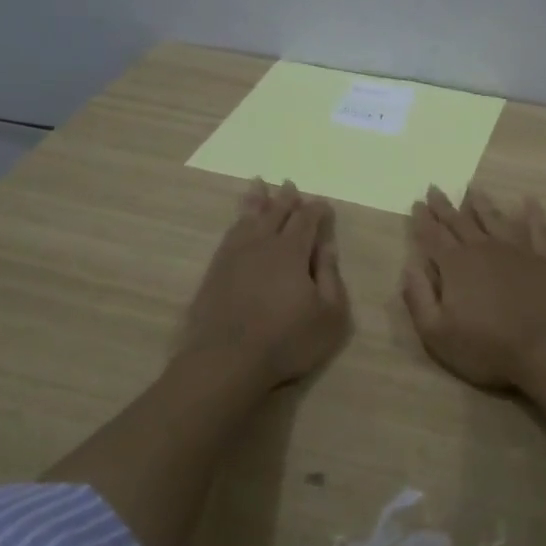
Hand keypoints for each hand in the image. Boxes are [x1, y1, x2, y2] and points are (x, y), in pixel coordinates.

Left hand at [183, 179, 350, 389]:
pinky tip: (238, 223)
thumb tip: (328, 244)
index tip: (324, 205)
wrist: (226, 360)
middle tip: (290, 185)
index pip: (307, 220)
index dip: (317, 210)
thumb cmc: (287, 340)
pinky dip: (237, 222)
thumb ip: (331, 276)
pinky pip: (229, 235)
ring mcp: (234, 256)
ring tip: (258, 185)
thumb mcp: (329, 315)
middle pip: (275, 212)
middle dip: (286, 198)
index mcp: (292, 251)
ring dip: (257, 201)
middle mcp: (262, 244)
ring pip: (248, 218)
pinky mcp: (215, 271)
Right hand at [401, 186, 545, 390]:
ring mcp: (517, 250)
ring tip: (473, 190)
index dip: (422, 220)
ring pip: (495, 218)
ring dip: (482, 204)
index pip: (433, 235)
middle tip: (434, 188)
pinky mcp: (544, 259)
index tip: (416, 203)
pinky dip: (533, 213)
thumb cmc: (488, 346)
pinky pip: (537, 228)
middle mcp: (484, 248)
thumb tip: (409, 266)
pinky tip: (529, 201)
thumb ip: (419, 298)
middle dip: (444, 206)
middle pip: (460, 221)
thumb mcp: (437, 333)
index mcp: (455, 265)